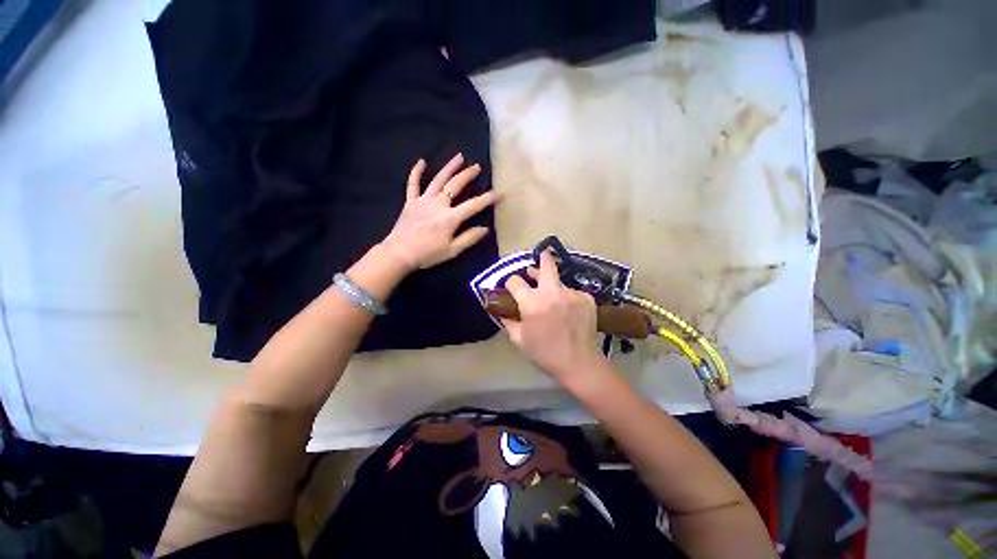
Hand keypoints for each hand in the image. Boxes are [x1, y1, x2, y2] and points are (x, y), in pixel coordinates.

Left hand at [381, 154, 501, 271]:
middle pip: (455, 185)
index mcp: (450, 218)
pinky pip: (413, 184)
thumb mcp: (452, 251)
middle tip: (477, 166)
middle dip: (468, 175)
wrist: (399, 253)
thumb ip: (469, 238)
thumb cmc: (428, 254)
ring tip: (459, 157)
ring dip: (449, 167)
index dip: (488, 199)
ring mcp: (423, 201)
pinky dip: (416, 172)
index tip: (500, 193)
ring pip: (438, 180)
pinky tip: (422, 162)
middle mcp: (438, 204)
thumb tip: (485, 229)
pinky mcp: (410, 202)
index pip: (473, 205)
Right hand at [502, 252, 606, 384]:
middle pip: (546, 265)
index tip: (511, 288)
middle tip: (541, 256)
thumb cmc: (544, 353)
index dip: (510, 283)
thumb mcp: (519, 339)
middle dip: (543, 258)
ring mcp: (571, 294)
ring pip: (559, 282)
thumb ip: (508, 320)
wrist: (578, 363)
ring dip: (553, 286)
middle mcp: (552, 292)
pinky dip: (567, 298)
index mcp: (532, 302)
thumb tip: (501, 309)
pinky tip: (568, 311)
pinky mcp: (586, 299)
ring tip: (553, 297)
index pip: (515, 281)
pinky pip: (572, 293)